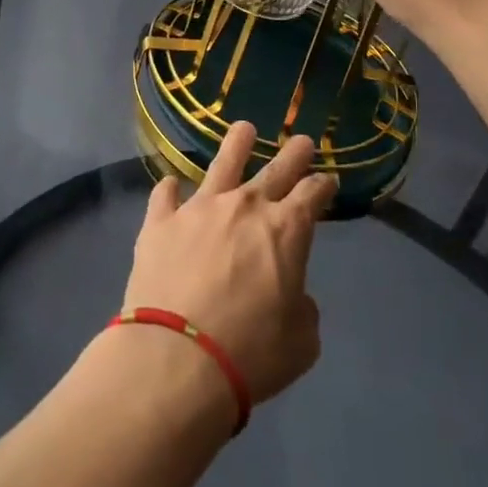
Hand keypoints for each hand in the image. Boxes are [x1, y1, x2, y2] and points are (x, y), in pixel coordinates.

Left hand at [124, 123, 335, 406]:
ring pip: (222, 164)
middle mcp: (244, 206)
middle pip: (275, 170)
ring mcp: (199, 209)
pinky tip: (171, 186)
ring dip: (236, 145)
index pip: (312, 194)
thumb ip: (301, 309)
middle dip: (293, 154)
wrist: (176, 358)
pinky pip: (165, 195)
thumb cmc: (250, 354)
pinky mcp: (160, 222)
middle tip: (302, 140)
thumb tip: (292, 295)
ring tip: (244, 129)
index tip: (327, 181)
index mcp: (286, 230)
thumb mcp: (301, 342)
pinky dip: (170, 190)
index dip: (323, 186)